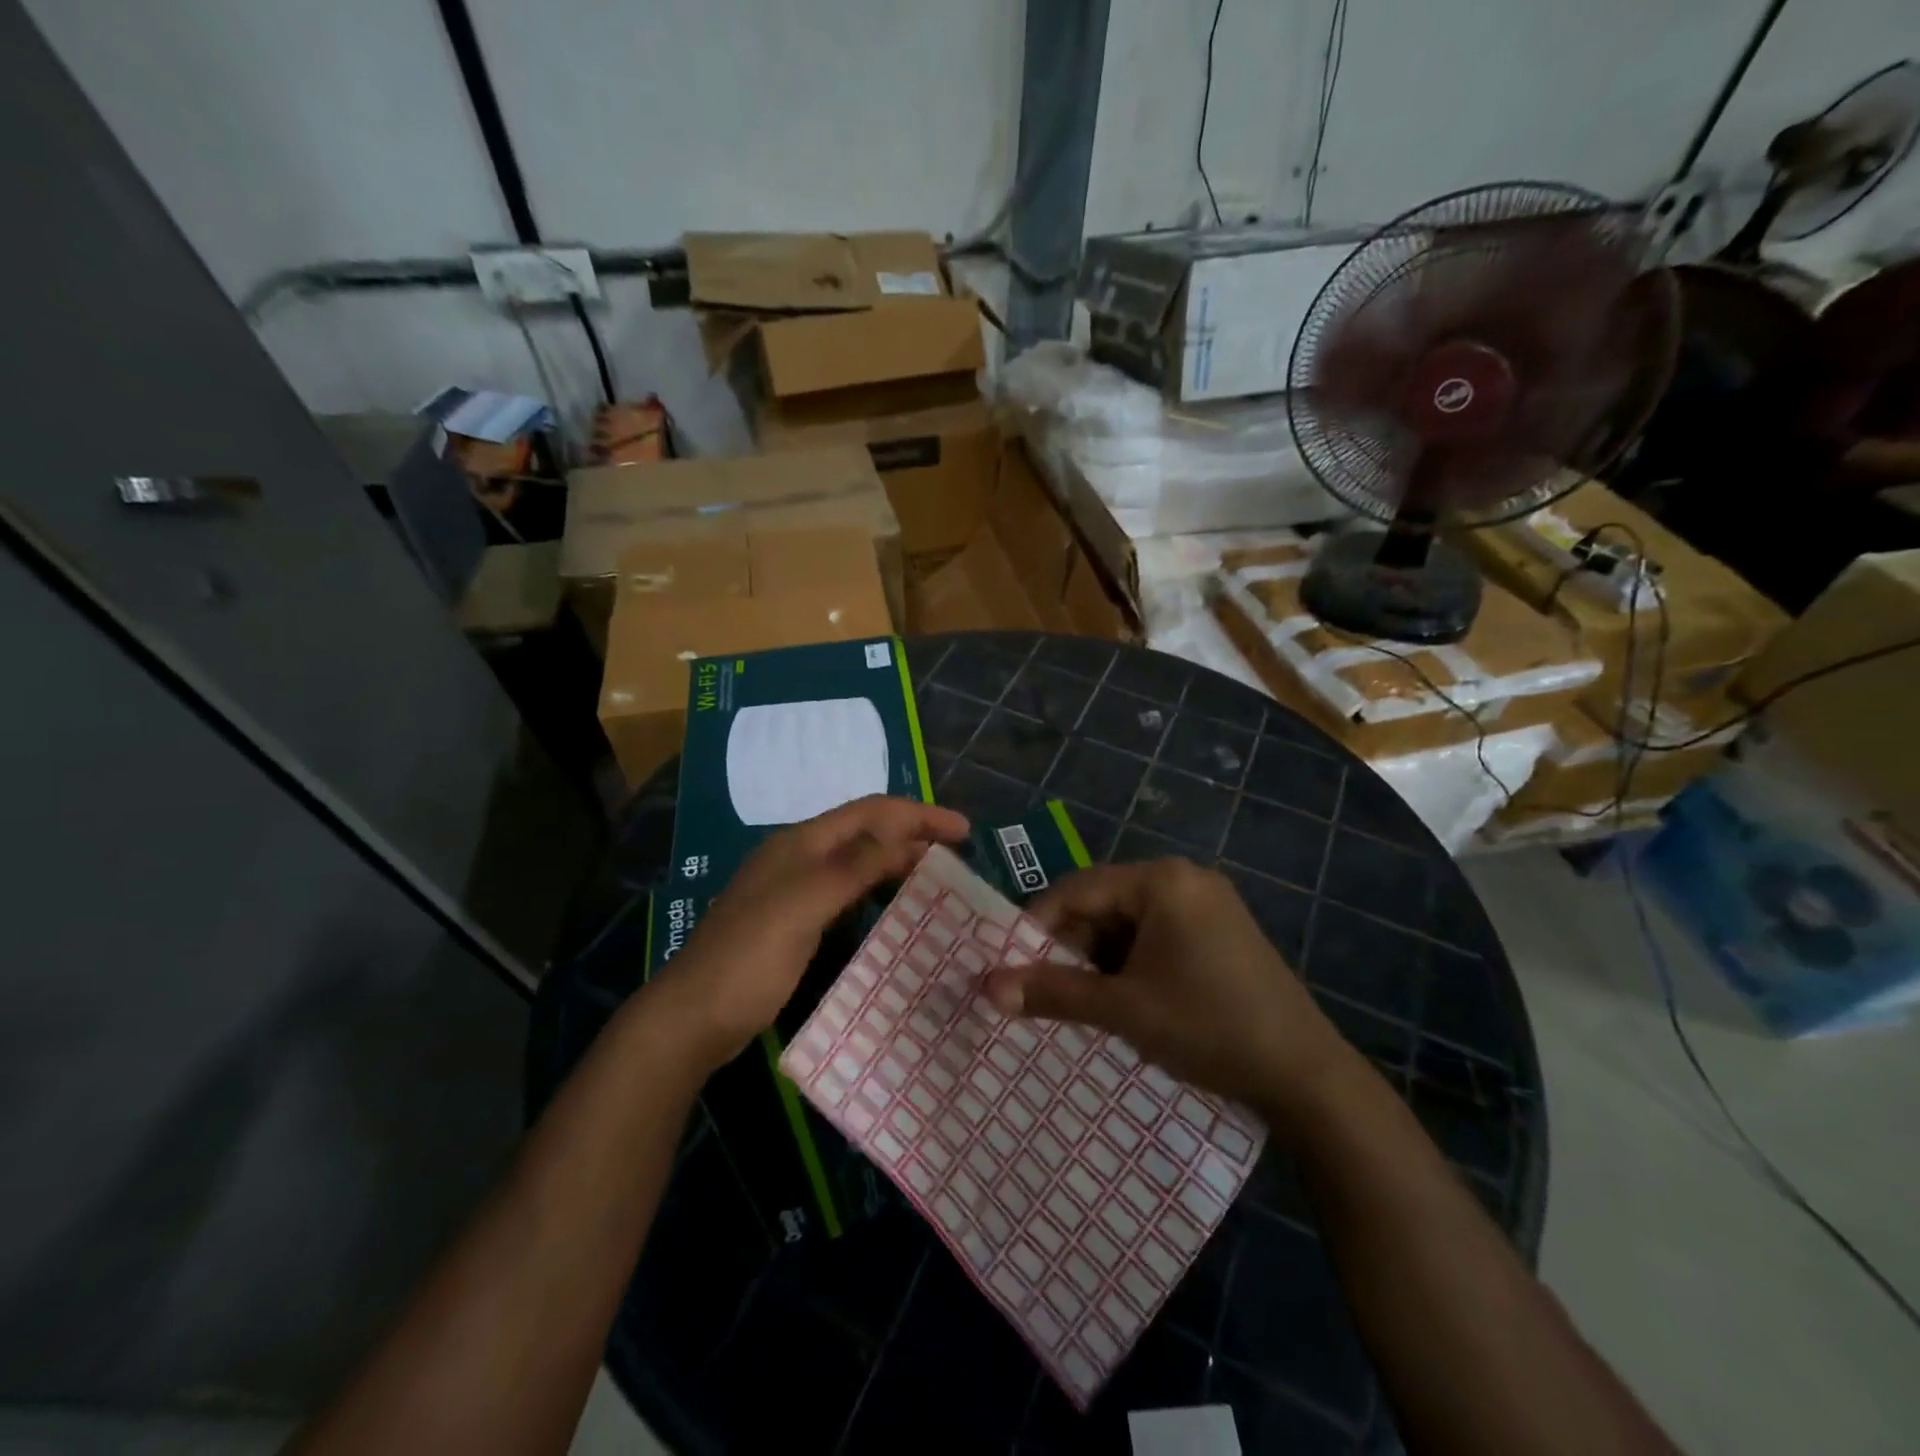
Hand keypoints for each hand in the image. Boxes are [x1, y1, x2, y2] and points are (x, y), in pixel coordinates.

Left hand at [650, 796, 969, 1074]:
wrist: (693, 1017)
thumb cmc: (750, 957)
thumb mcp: (804, 905)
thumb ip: (852, 866)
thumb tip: (901, 834)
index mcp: (801, 843)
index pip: (871, 811)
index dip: (919, 815)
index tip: (965, 831)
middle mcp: (800, 857)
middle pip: (866, 833)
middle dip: (913, 836)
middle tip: (959, 858)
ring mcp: (795, 890)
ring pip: (858, 863)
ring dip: (897, 863)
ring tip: (938, 879)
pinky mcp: (795, 922)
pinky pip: (848, 893)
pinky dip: (878, 892)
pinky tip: (896, 910)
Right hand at [983, 859, 1360, 1126]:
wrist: (1306, 1075)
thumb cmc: (1208, 1026)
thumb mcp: (1123, 1009)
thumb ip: (1053, 992)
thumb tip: (988, 987)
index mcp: (1162, 881)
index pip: (1078, 888)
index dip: (1039, 924)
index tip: (1013, 964)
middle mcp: (1185, 879)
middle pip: (1104, 902)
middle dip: (1073, 945)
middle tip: (1048, 988)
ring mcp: (1208, 904)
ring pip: (1129, 921)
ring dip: (1101, 957)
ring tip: (1084, 1000)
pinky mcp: (1221, 931)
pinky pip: (1158, 934)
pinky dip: (1132, 961)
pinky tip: (1126, 998)